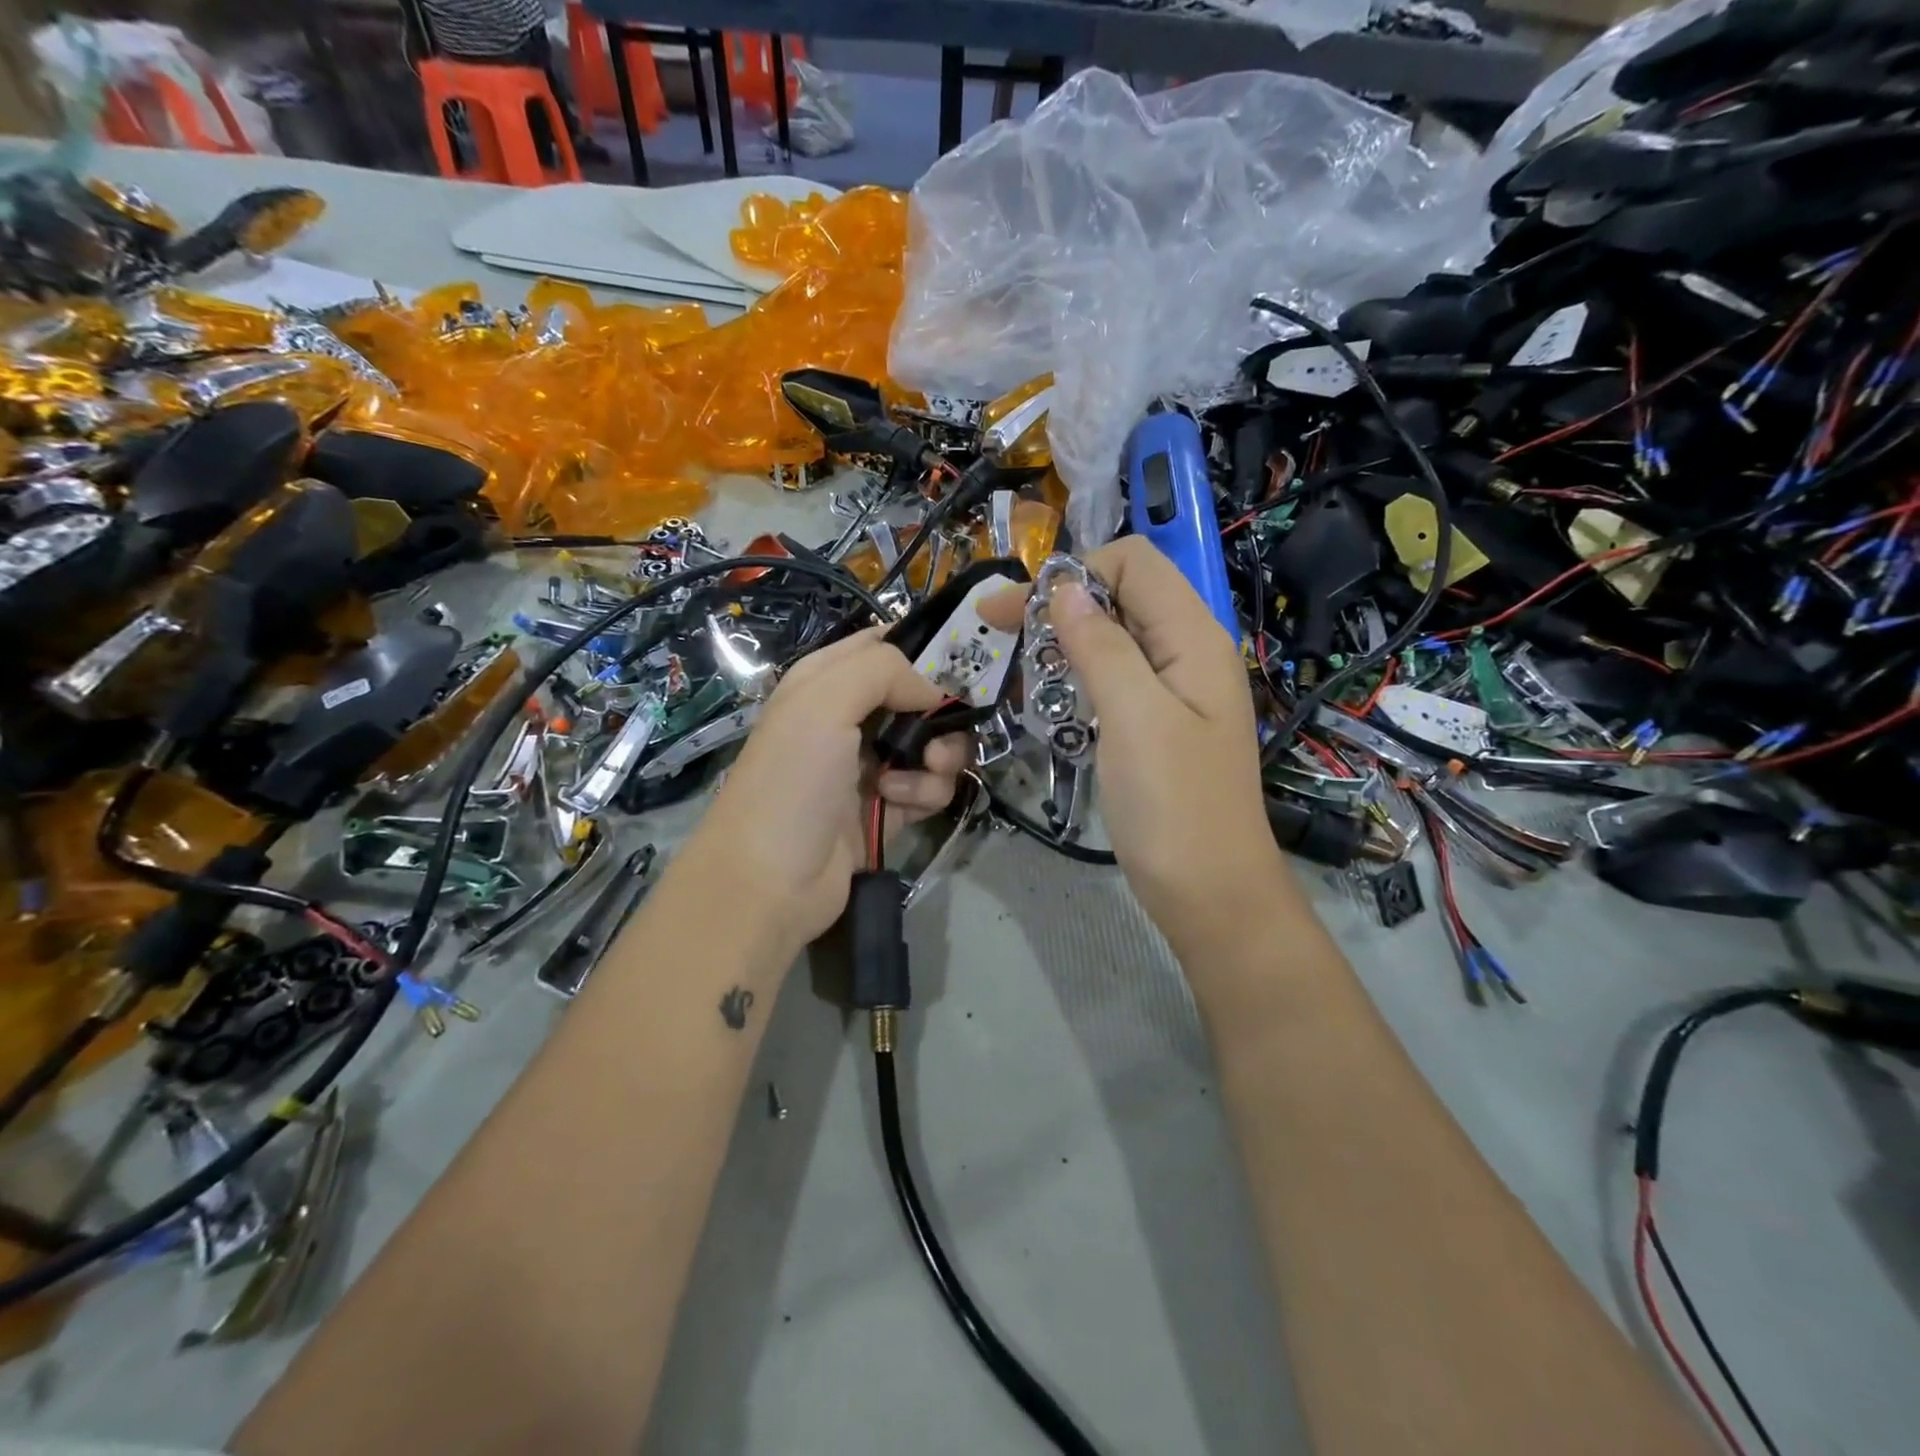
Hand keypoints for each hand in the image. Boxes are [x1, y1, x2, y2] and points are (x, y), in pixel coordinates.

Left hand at [677, 628, 969, 949]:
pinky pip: (929, 787)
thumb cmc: (792, 780)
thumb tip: (933, 691)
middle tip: (937, 740)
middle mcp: (848, 718)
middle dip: (939, 716)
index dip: (920, 650)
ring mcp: (869, 765)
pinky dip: (925, 793)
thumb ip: (883, 671)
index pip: (882, 645)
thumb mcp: (823, 702)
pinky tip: (900, 805)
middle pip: (918, 697)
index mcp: (825, 682)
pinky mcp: (887, 808)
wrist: (771, 880)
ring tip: (912, 780)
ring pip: (932, 744)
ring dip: (937, 761)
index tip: (955, 667)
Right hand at [982, 538, 1287, 956]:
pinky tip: (1047, 698)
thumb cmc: (1174, 806)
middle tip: (995, 631)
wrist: (1209, 892)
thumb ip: (1102, 647)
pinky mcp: (1156, 724)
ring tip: (1014, 667)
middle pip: (1120, 596)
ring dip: (1062, 642)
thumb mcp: (1135, 719)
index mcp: (1193, 638)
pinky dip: (1076, 677)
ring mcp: (1173, 691)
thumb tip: (1064, 589)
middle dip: (1058, 605)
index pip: (1135, 563)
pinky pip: (1113, 679)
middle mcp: (1187, 653)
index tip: (1018, 610)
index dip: (1075, 573)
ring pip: (1112, 639)